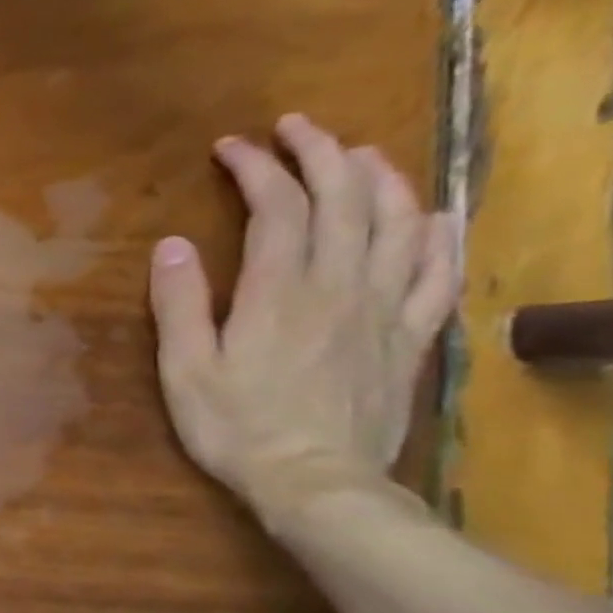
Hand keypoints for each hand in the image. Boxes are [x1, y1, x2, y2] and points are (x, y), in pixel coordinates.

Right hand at [148, 113, 460, 527]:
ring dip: (381, 179)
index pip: (276, 208)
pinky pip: (438, 275)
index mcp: (280, 291)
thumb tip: (171, 244)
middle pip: (344, 200)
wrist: (316, 484)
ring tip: (360, 154)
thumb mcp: (185, 369)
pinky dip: (441, 237)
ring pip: (398, 224)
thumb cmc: (236, 426)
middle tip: (296, 128)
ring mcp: (383, 309)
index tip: (231, 147)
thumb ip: (180, 304)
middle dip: (320, 153)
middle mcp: (339, 286)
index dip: (257, 168)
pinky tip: (436, 216)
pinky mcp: (408, 338)